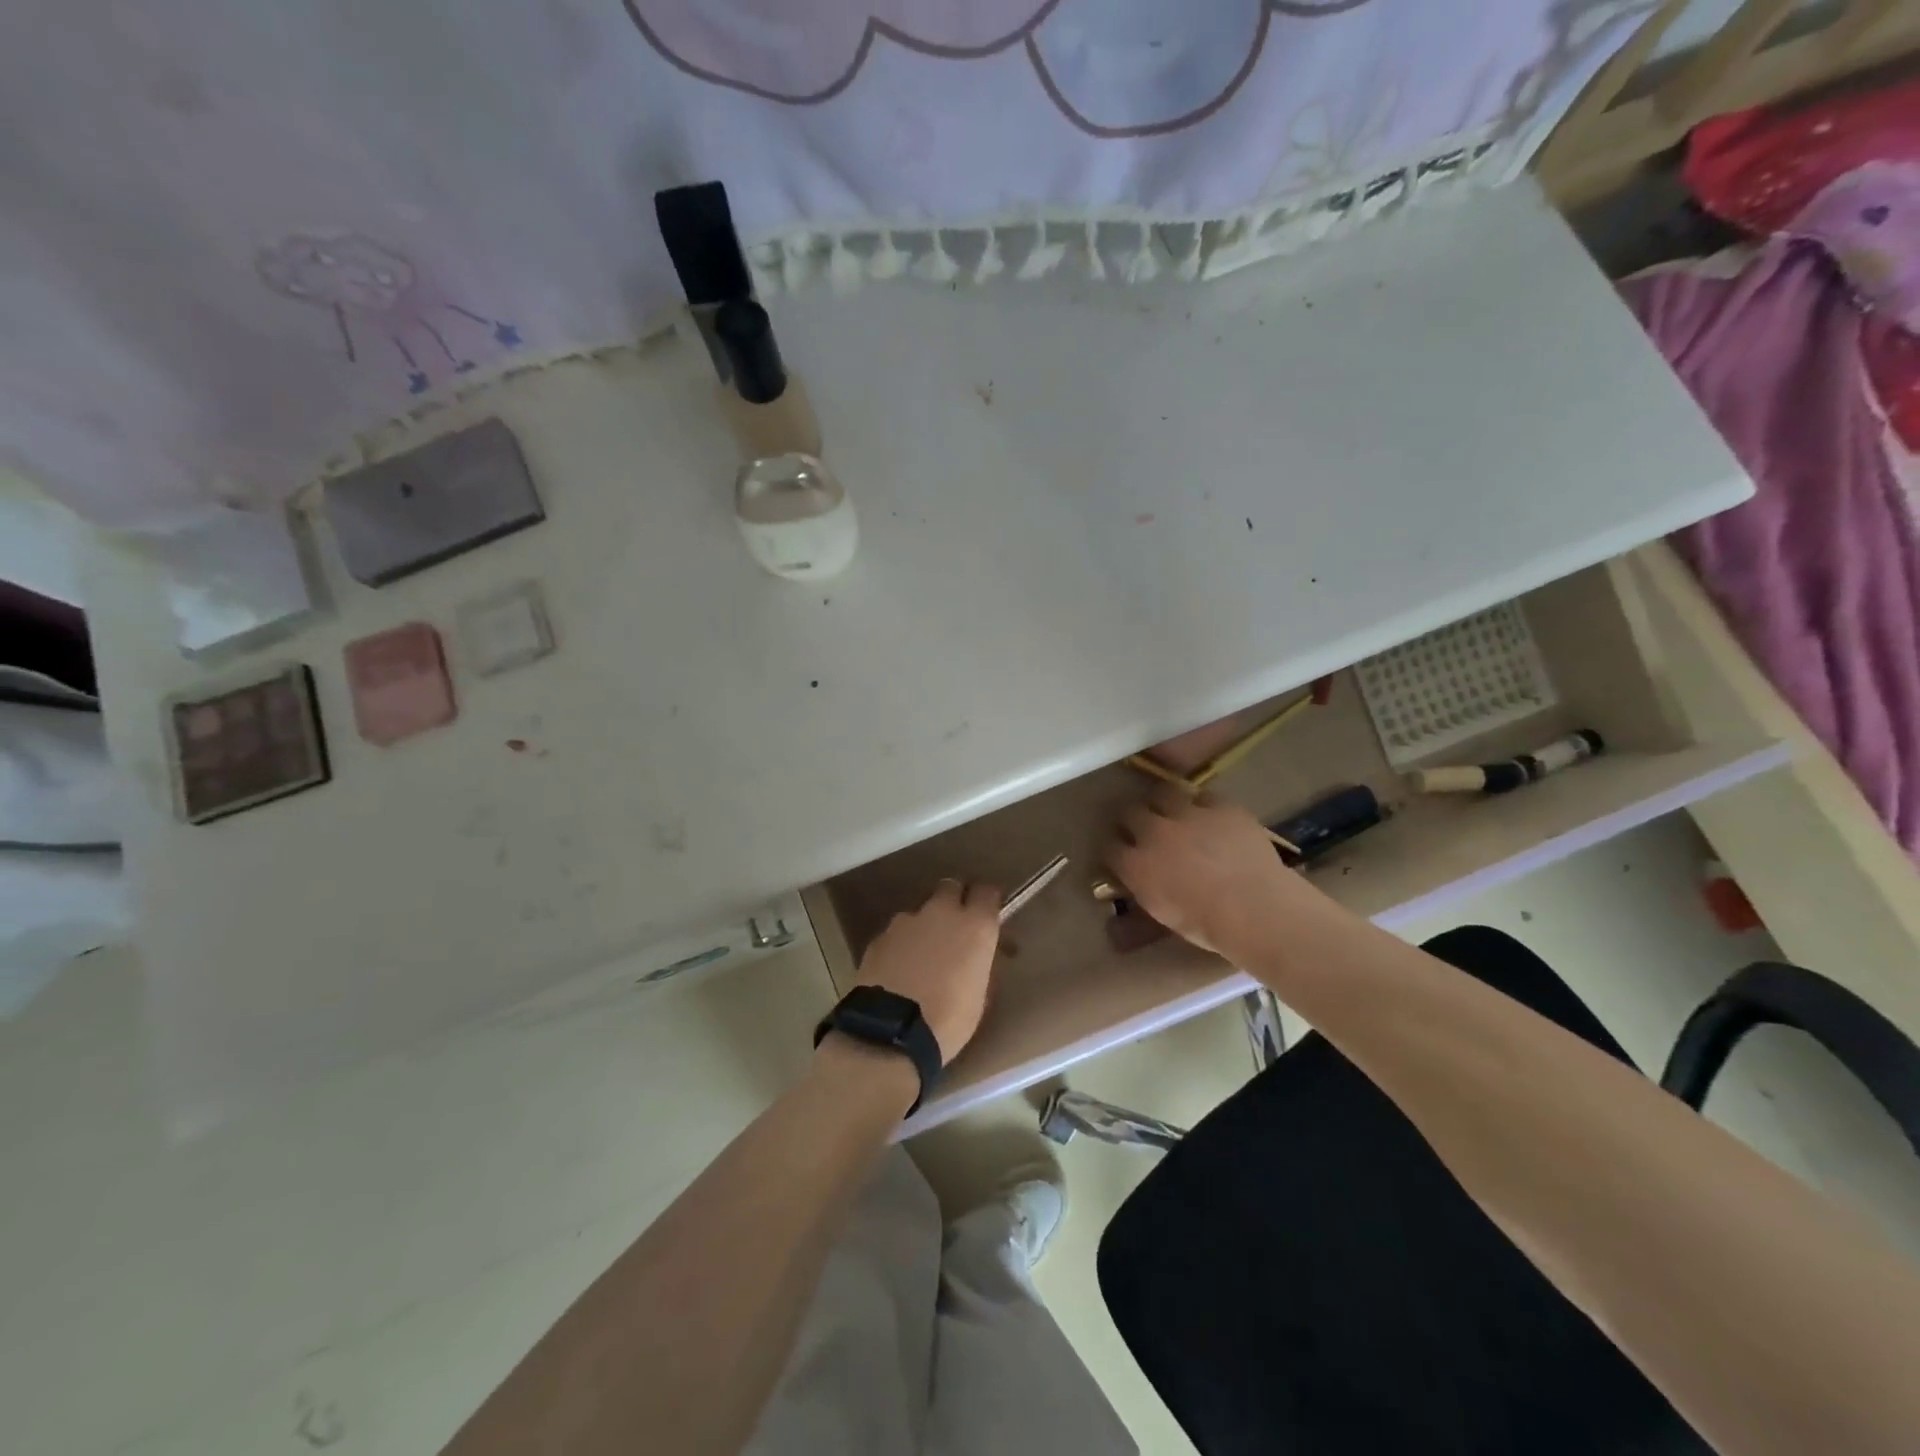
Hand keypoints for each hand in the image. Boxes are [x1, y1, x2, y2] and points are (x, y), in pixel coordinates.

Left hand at [852, 879, 1001, 1062]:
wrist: (891, 1033)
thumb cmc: (949, 1020)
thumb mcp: (980, 995)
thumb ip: (980, 962)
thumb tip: (976, 955)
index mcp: (975, 925)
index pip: (987, 892)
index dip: (986, 902)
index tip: (986, 916)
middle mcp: (941, 912)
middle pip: (950, 888)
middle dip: (954, 901)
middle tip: (954, 929)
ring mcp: (906, 922)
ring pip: (920, 912)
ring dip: (924, 927)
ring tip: (921, 958)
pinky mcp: (880, 937)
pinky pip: (897, 934)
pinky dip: (901, 945)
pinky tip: (898, 970)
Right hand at [1106, 790, 1302, 961]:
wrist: (1254, 908)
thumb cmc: (1208, 925)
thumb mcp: (1164, 917)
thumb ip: (1142, 898)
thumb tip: (1125, 907)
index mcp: (1136, 865)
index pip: (1110, 849)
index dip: (1115, 850)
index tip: (1122, 855)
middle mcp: (1154, 833)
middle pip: (1130, 813)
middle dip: (1132, 819)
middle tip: (1143, 828)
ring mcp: (1187, 814)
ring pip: (1164, 794)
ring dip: (1164, 803)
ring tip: (1174, 811)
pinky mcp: (1220, 806)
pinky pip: (1204, 797)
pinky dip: (1204, 806)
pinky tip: (1212, 817)